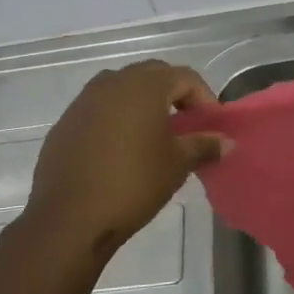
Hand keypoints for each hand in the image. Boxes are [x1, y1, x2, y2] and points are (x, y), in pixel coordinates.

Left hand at [23, 60, 228, 260]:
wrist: (70, 217)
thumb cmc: (134, 184)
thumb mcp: (177, 164)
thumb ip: (204, 145)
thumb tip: (226, 141)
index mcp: (144, 86)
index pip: (184, 77)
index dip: (204, 97)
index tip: (212, 125)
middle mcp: (112, 82)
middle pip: (152, 75)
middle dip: (174, 94)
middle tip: (187, 124)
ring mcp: (84, 100)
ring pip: (122, 88)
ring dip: (143, 103)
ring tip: (155, 134)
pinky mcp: (66, 122)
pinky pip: (99, 108)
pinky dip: (116, 118)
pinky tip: (121, 149)